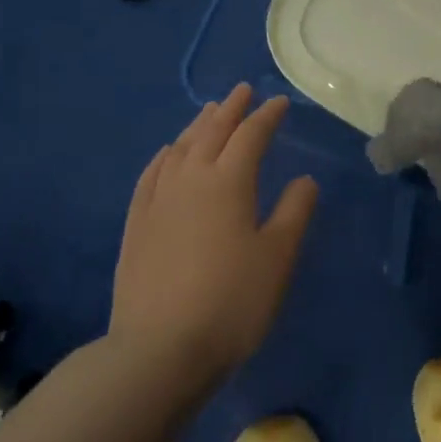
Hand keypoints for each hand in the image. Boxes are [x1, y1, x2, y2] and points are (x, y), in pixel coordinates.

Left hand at [109, 83, 317, 378]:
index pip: (251, 135)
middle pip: (212, 132)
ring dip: (198, 126)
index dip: (267, 116)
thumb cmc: (231, 301)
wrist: (159, 351)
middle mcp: (191, 179)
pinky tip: (168, 154)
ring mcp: (158, 200)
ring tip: (209, 112)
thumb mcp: (277, 257)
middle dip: (231, 109)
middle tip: (242, 90)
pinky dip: (165, 156)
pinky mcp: (136, 225)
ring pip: (180, 148)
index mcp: (229, 181)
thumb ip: (294, 212)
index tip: (280, 102)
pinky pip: (151, 175)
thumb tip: (304, 179)